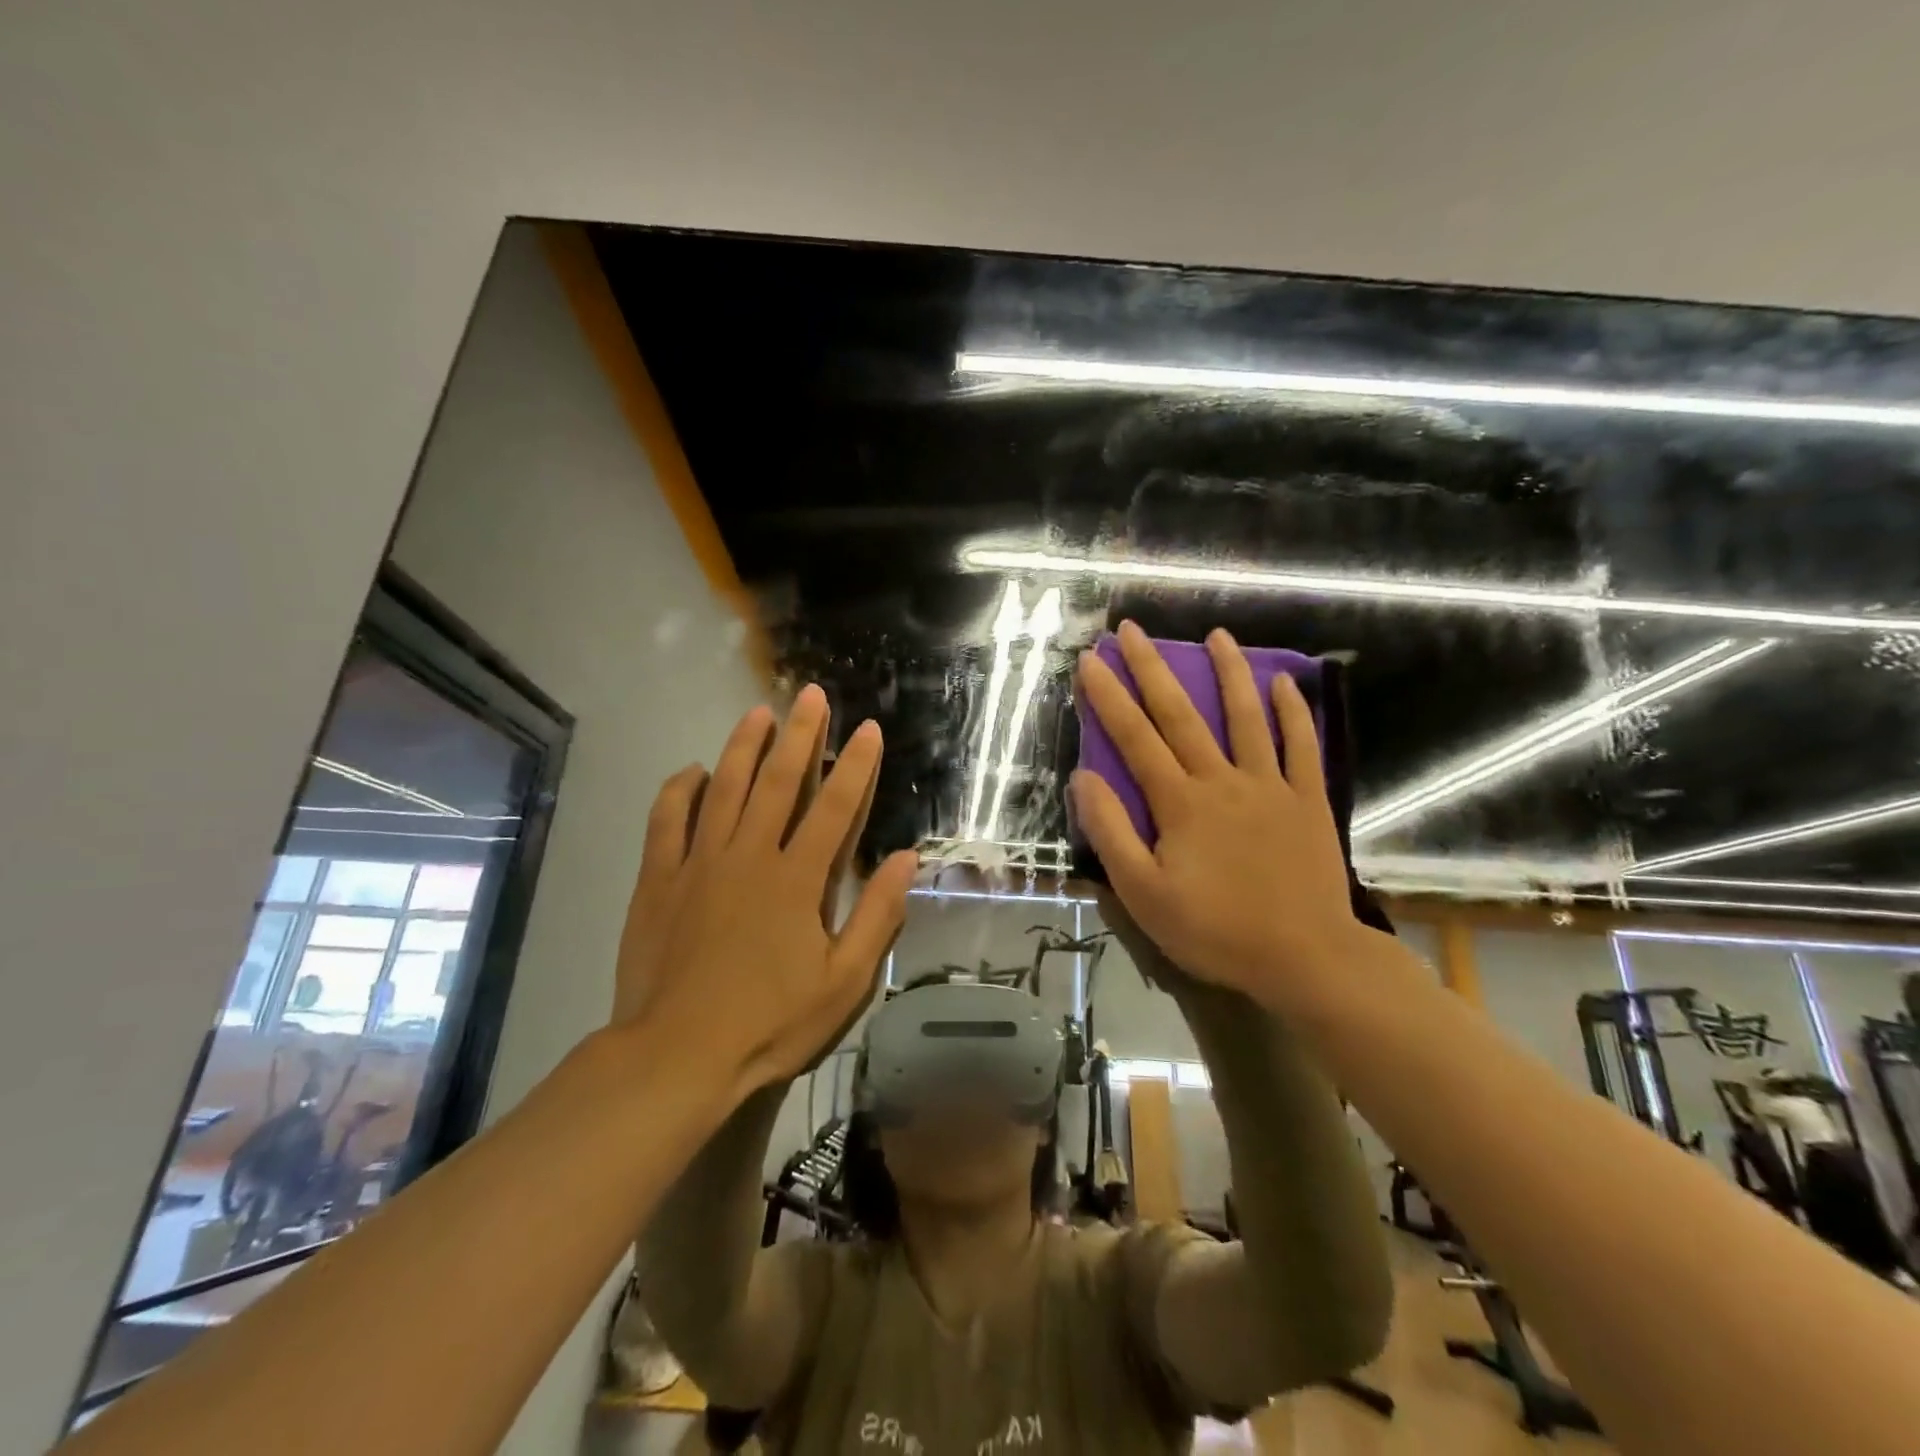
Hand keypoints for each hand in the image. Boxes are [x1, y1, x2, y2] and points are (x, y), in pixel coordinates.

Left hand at [613, 686, 917, 1099]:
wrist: (676, 1056)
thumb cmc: (770, 1022)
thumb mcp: (843, 982)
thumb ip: (877, 916)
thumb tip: (907, 859)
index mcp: (797, 879)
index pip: (834, 807)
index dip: (854, 765)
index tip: (867, 728)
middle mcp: (749, 856)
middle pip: (778, 782)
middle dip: (799, 735)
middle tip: (810, 696)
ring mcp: (698, 863)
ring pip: (723, 789)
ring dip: (742, 747)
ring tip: (758, 713)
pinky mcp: (658, 880)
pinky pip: (666, 821)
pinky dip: (679, 790)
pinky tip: (693, 771)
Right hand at [1072, 622, 1364, 1017]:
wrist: (1305, 958)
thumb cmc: (1215, 930)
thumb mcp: (1143, 894)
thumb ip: (1112, 833)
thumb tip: (1083, 779)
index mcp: (1179, 803)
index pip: (1135, 739)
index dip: (1109, 697)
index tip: (1090, 660)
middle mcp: (1222, 780)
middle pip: (1181, 715)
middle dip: (1152, 668)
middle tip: (1132, 629)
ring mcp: (1270, 786)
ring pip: (1246, 717)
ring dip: (1229, 672)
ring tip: (1217, 634)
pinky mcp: (1307, 800)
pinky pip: (1301, 747)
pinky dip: (1293, 712)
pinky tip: (1284, 682)